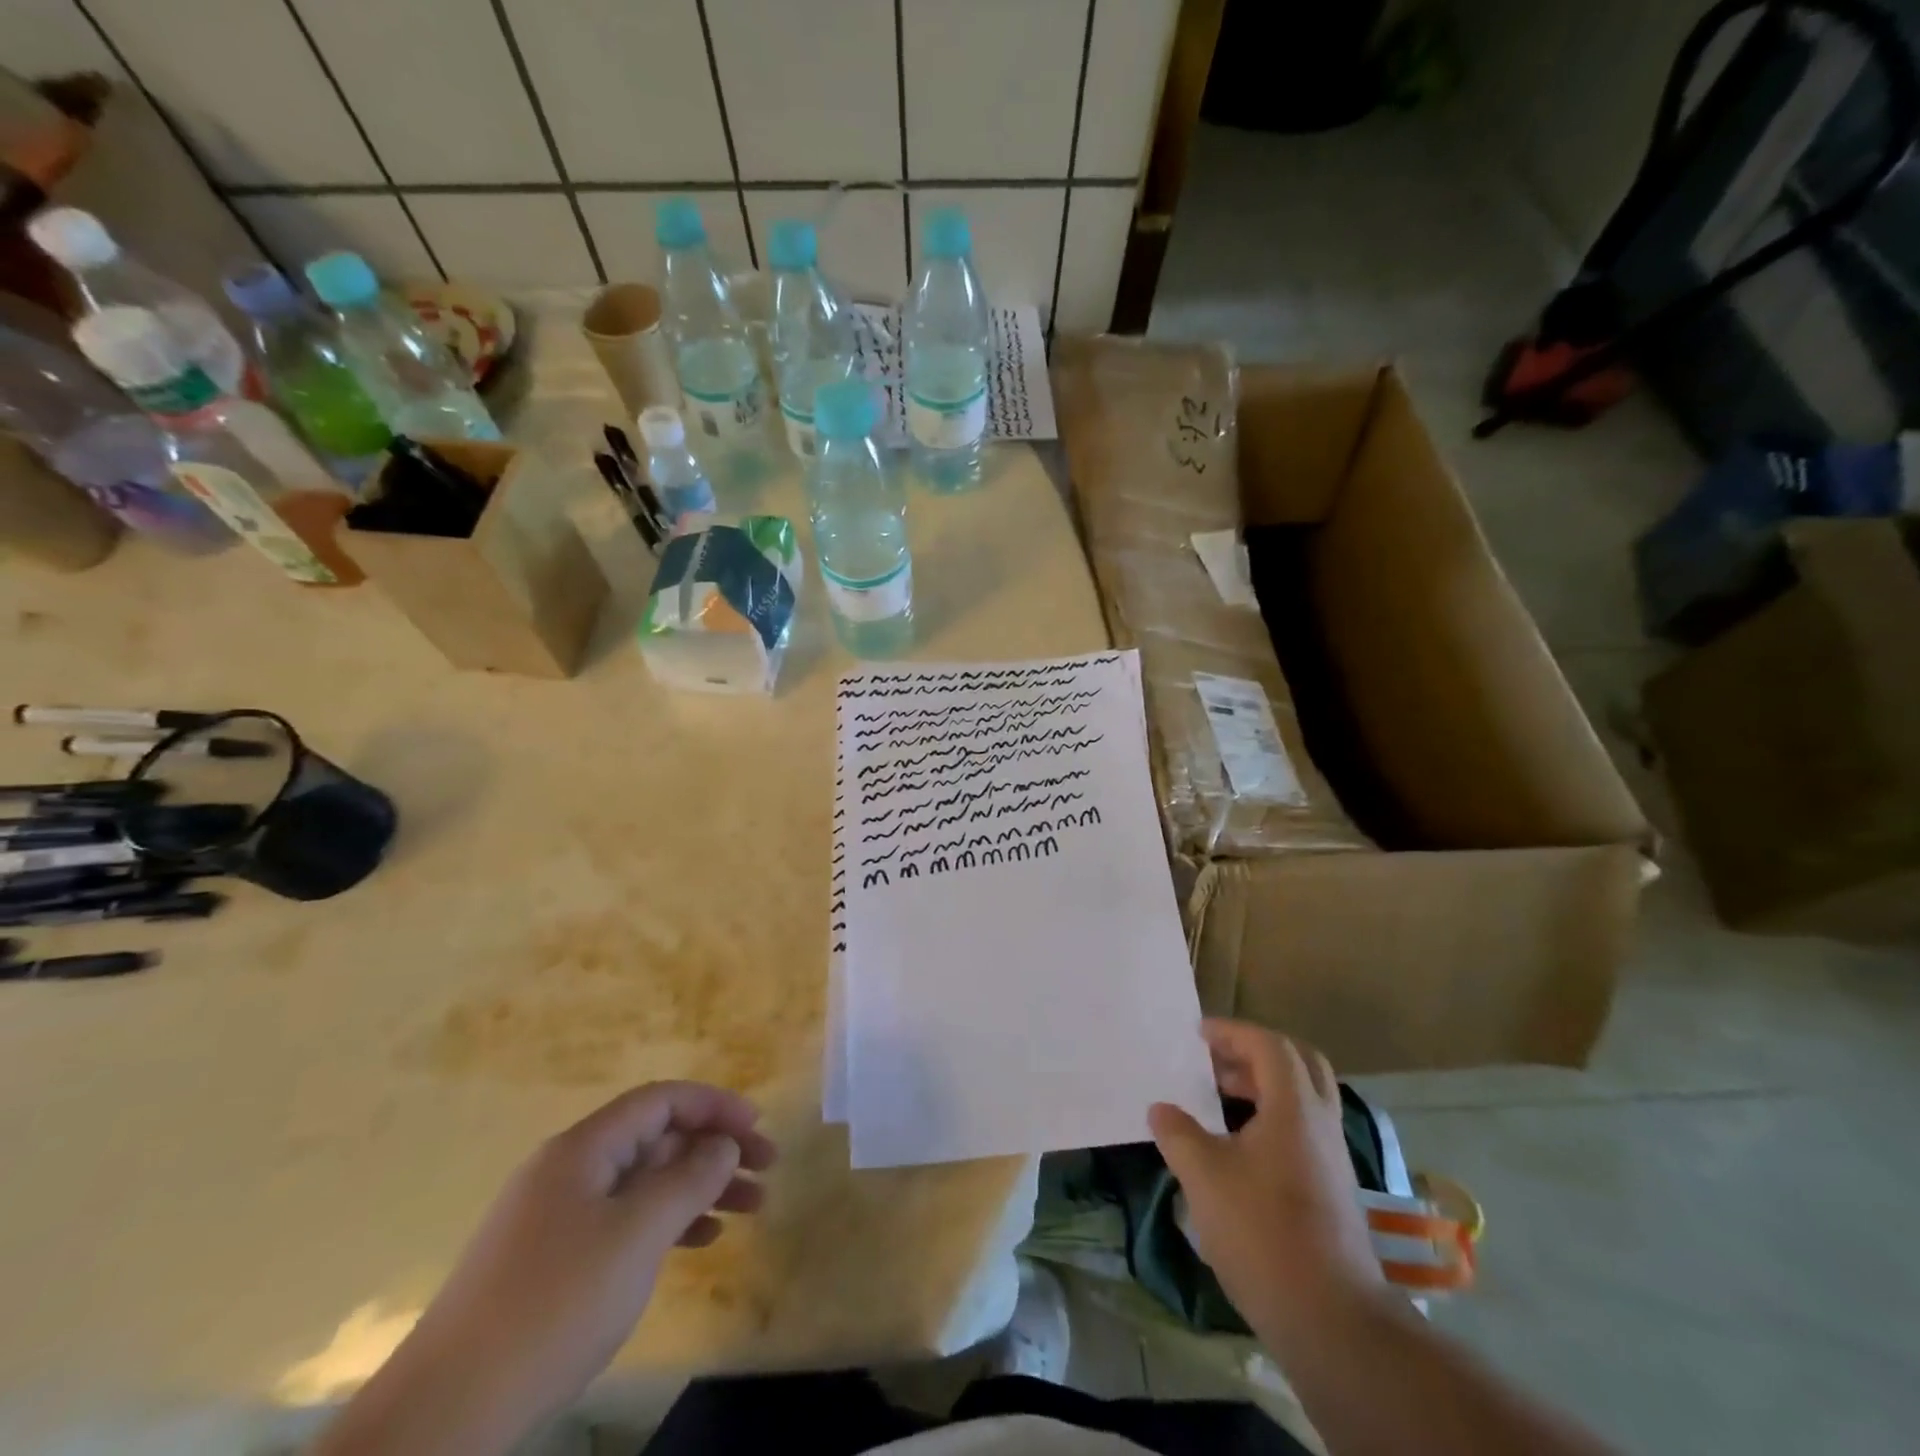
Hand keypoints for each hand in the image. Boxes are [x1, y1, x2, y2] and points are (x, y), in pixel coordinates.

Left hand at [385, 1083, 775, 1442]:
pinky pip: (623, 1220)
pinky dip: (666, 1222)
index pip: (661, 1100)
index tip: (758, 1127)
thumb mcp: (635, 1235)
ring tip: (748, 1210)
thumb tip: (724, 1145)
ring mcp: (556, 1217)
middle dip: (714, 1150)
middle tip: (766, 1171)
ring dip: (698, 1188)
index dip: (714, 1105)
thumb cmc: (552, 1306)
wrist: (443, 1417)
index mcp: (582, 1149)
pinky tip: (699, 1241)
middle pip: (656, 1139)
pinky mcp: (550, 1261)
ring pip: (644, 1182)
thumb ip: (689, 1180)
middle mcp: (569, 1170)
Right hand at [1149, 1021, 1379, 1331]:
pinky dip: (1271, 1117)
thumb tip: (1160, 1109)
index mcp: (1294, 1107)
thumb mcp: (1204, 1176)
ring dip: (1263, 1086)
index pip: (1269, 1045)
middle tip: (1214, 1061)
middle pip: (1298, 1062)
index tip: (1196, 1036)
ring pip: (1303, 1097)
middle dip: (1253, 1052)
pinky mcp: (1332, 1188)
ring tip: (1218, 1098)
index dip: (1232, 1032)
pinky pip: (1303, 1128)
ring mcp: (1332, 1157)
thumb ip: (1178, 1133)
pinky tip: (1238, 1145)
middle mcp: (1320, 1122)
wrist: (1331, 1319)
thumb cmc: (1262, 1233)